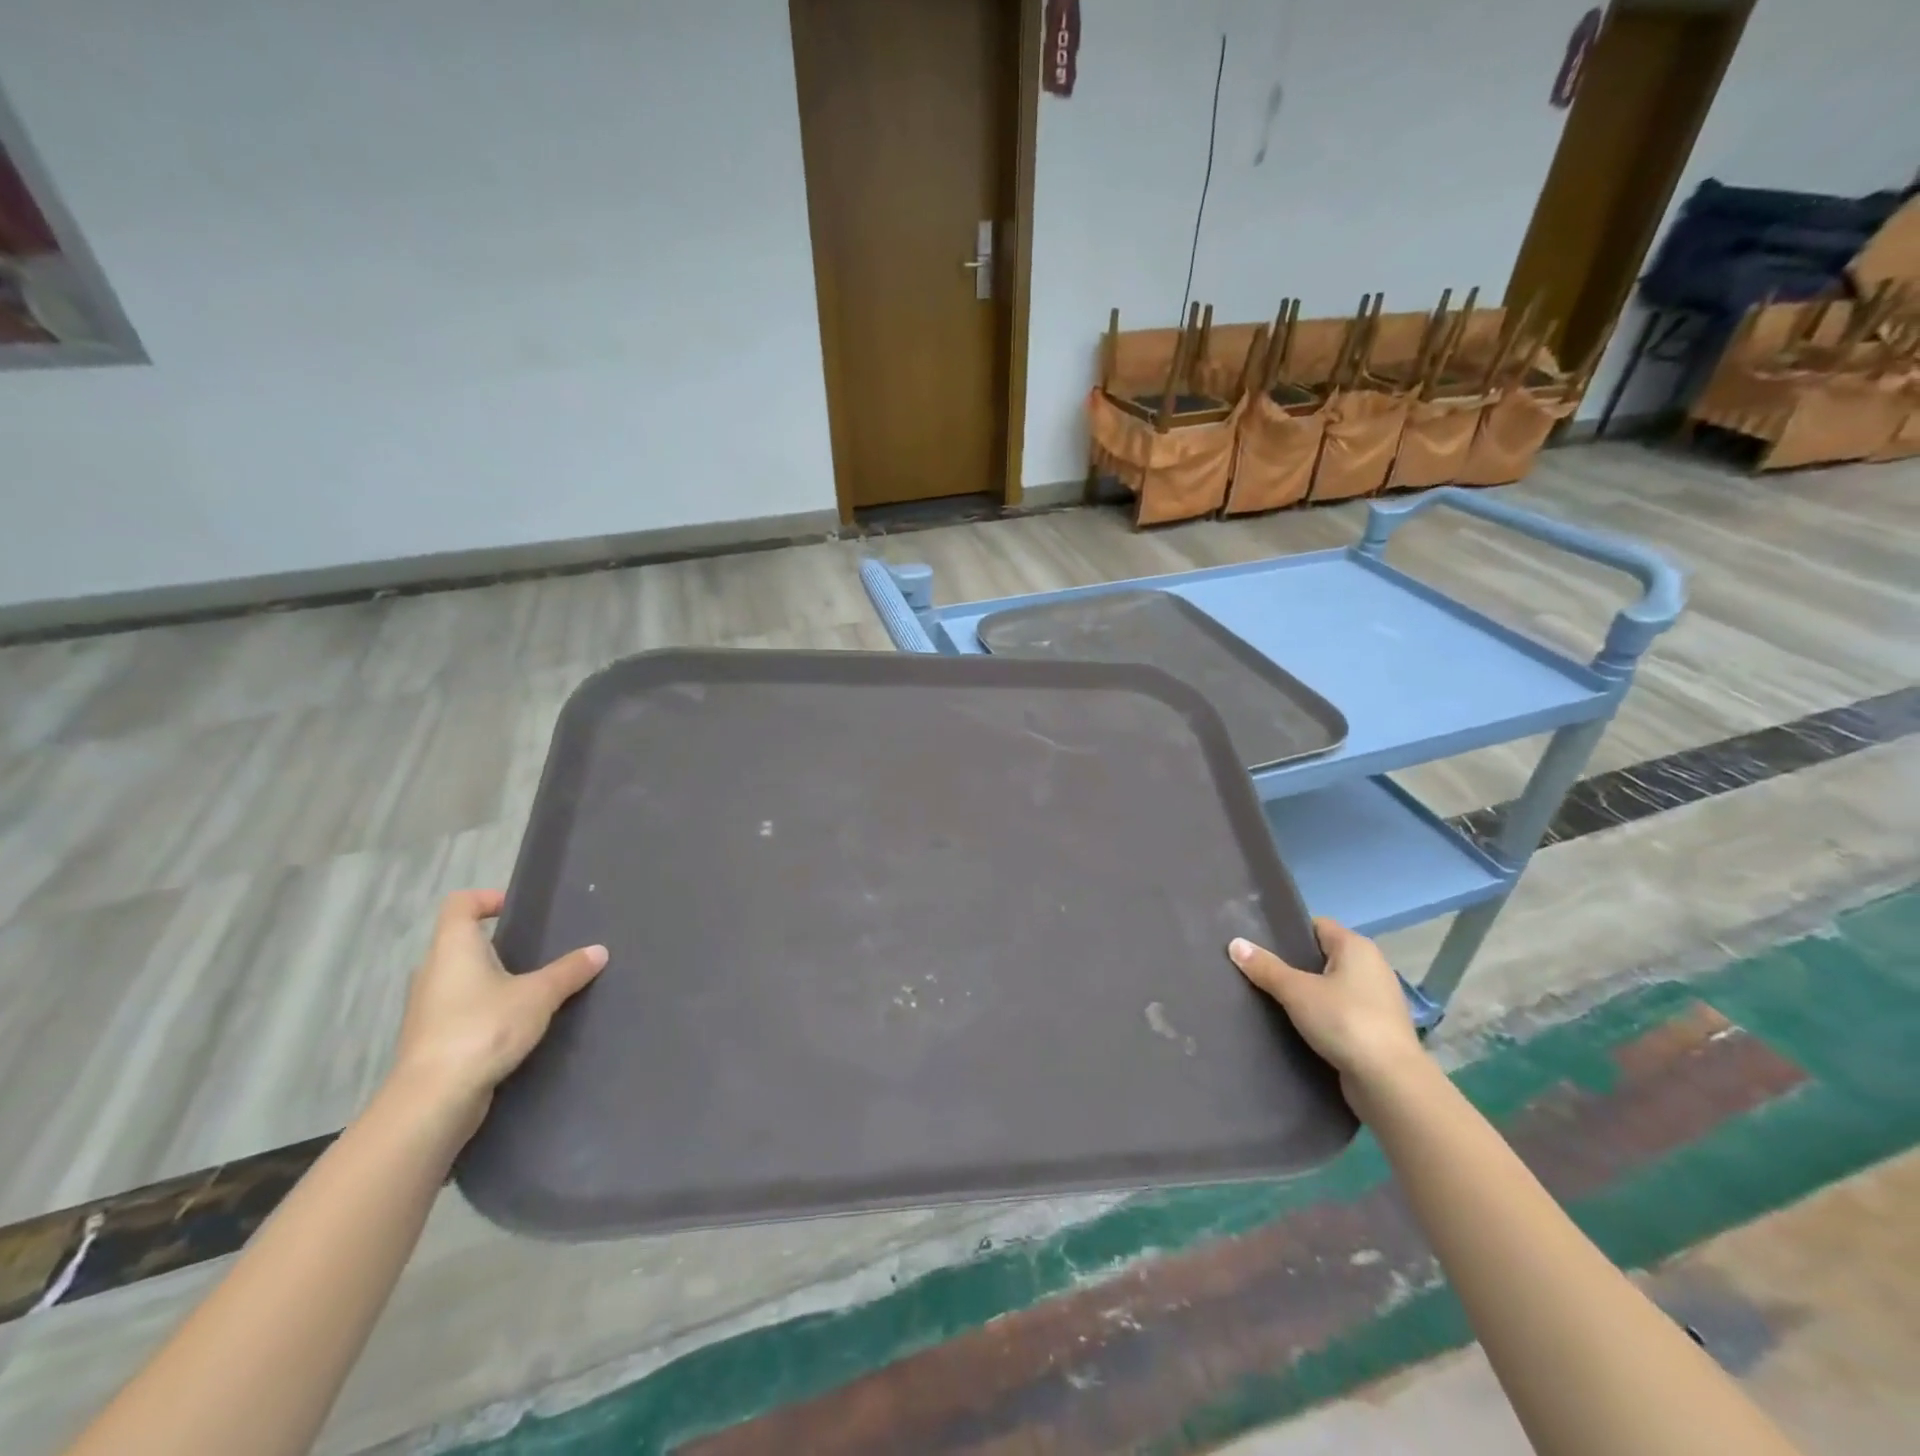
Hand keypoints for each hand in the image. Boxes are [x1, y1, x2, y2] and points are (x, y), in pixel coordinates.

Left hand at [388, 890, 606, 1133]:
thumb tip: (599, 951)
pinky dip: (484, 1010)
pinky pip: (460, 1010)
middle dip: (496, 944)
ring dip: (491, 979)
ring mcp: (427, 1008)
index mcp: (453, 948)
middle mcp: (432, 971)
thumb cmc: (483, 1029)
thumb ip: (569, 971)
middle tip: (536, 951)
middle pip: (460, 942)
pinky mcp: (430, 1040)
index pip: (460, 903)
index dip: (487, 898)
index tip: (517, 910)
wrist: (433, 1101)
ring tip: (531, 989)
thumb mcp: (538, 996)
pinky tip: (514, 1025)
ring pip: (460, 979)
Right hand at [1228, 919, 1424, 1101]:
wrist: (1390, 1083)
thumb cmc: (1345, 1022)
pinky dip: (1323, 1016)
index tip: (1259, 945)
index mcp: (1357, 947)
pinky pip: (1341, 1012)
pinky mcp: (1378, 1029)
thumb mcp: (1296, 992)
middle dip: (1293, 965)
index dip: (1288, 933)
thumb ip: (1265, 967)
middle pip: (1322, 956)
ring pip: (1332, 986)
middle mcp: (1372, 967)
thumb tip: (1234, 944)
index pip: (1316, 926)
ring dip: (1308, 993)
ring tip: (1272, 1001)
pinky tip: (1299, 1027)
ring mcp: (1378, 1000)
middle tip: (1259, 973)